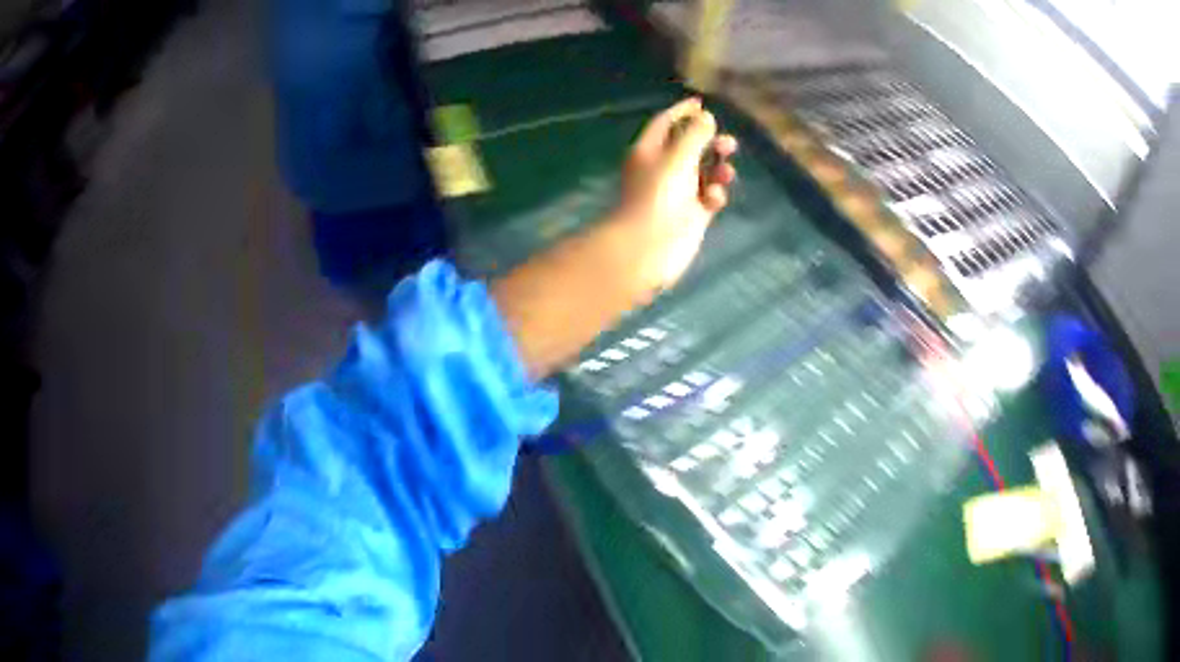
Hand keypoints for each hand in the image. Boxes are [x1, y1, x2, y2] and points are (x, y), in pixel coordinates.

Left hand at [614, 98, 737, 292]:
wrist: (648, 247)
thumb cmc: (658, 196)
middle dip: (709, 142)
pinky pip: (708, 196)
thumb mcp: (678, 157)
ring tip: (727, 171)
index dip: (682, 111)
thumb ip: (695, 134)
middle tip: (729, 143)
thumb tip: (706, 117)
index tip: (702, 103)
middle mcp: (661, 169)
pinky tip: (714, 198)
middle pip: (689, 146)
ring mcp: (677, 193)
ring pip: (703, 172)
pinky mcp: (691, 214)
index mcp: (649, 151)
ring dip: (717, 168)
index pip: (665, 123)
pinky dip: (714, 193)